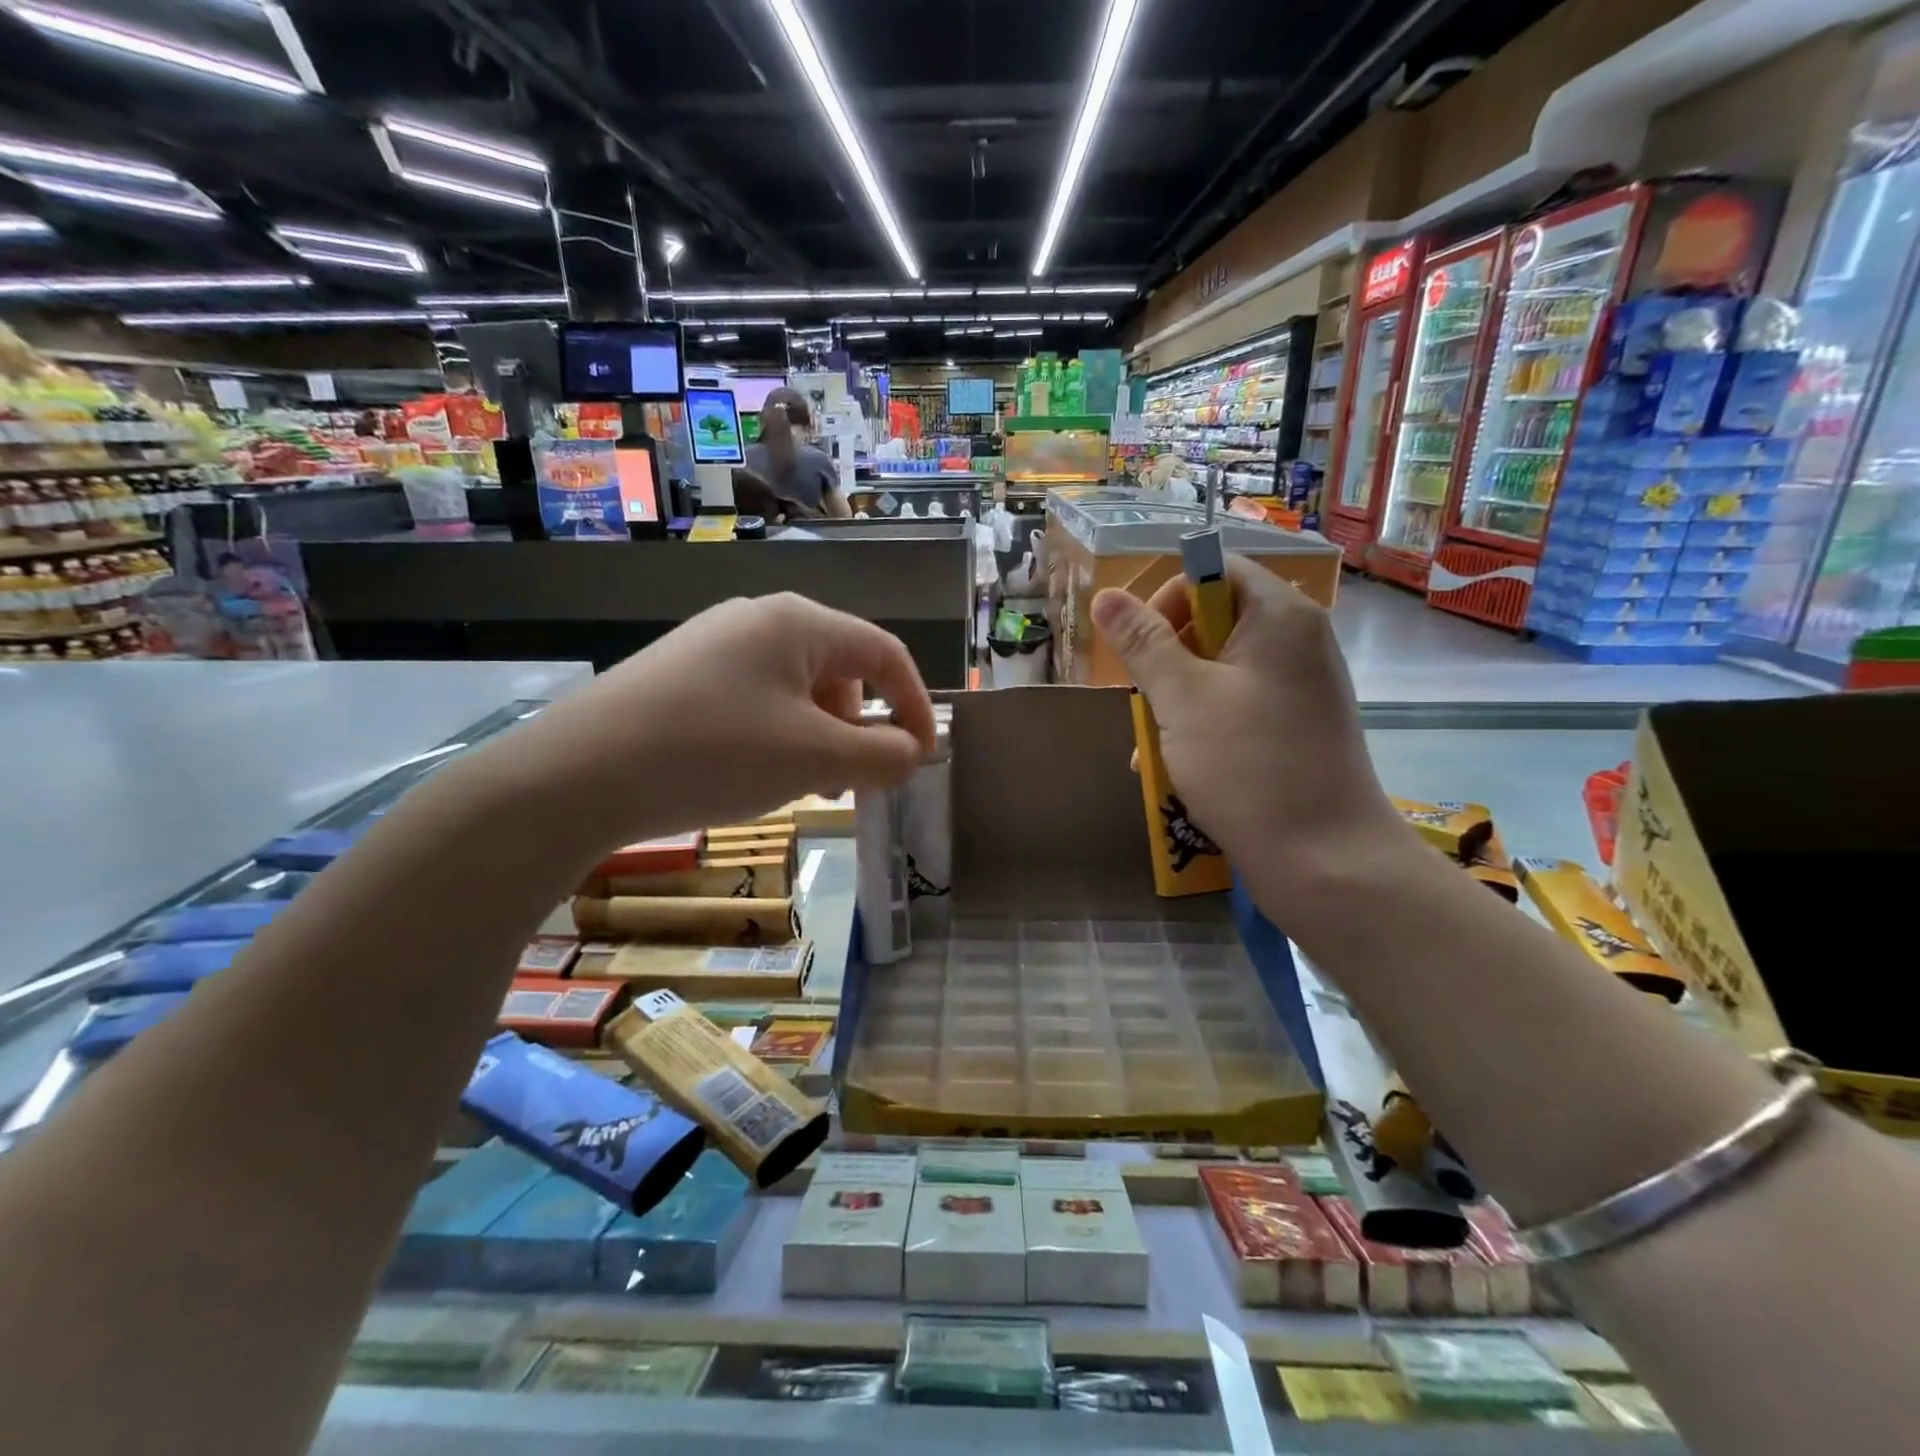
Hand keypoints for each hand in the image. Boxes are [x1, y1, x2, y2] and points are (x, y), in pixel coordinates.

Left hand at [478, 593, 935, 855]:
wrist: (578, 774)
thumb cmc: (715, 754)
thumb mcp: (814, 760)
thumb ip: (881, 755)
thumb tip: (912, 752)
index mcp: (800, 623)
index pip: (884, 654)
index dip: (914, 705)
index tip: (921, 758)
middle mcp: (759, 618)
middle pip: (841, 669)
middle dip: (860, 727)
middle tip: (852, 782)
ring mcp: (715, 643)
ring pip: (797, 688)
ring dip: (820, 736)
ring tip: (803, 785)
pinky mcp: (683, 673)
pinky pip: (756, 699)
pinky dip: (777, 735)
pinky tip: (753, 773)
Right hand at [1091, 557, 1407, 913]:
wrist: (1326, 861)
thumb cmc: (1249, 767)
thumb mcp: (1182, 699)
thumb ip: (1143, 643)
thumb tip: (1106, 596)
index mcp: (1280, 616)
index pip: (1215, 571)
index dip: (1167, 598)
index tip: (1138, 648)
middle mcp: (1298, 641)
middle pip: (1215, 620)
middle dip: (1166, 659)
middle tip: (1144, 702)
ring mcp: (1301, 687)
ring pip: (1220, 670)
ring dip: (1177, 700)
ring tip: (1151, 745)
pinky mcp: (1297, 726)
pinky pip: (1239, 705)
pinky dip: (1204, 724)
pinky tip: (1176, 766)